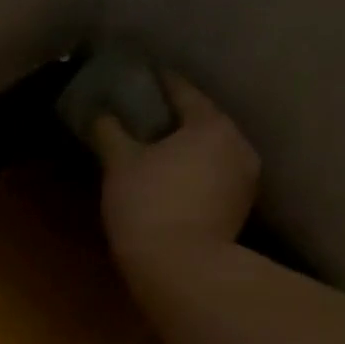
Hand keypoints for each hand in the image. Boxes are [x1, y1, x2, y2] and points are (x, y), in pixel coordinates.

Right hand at [94, 70, 260, 267]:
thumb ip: (110, 132)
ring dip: (186, 149)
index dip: (160, 83)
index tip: (144, 76)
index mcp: (211, 124)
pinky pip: (214, 177)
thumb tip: (100, 113)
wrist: (181, 267)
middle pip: (202, 121)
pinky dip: (194, 173)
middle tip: (146, 118)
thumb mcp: (120, 165)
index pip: (183, 92)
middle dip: (175, 119)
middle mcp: (238, 143)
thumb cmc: (148, 205)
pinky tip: (172, 182)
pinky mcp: (239, 208)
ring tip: (157, 153)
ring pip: (210, 151)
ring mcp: (244, 178)